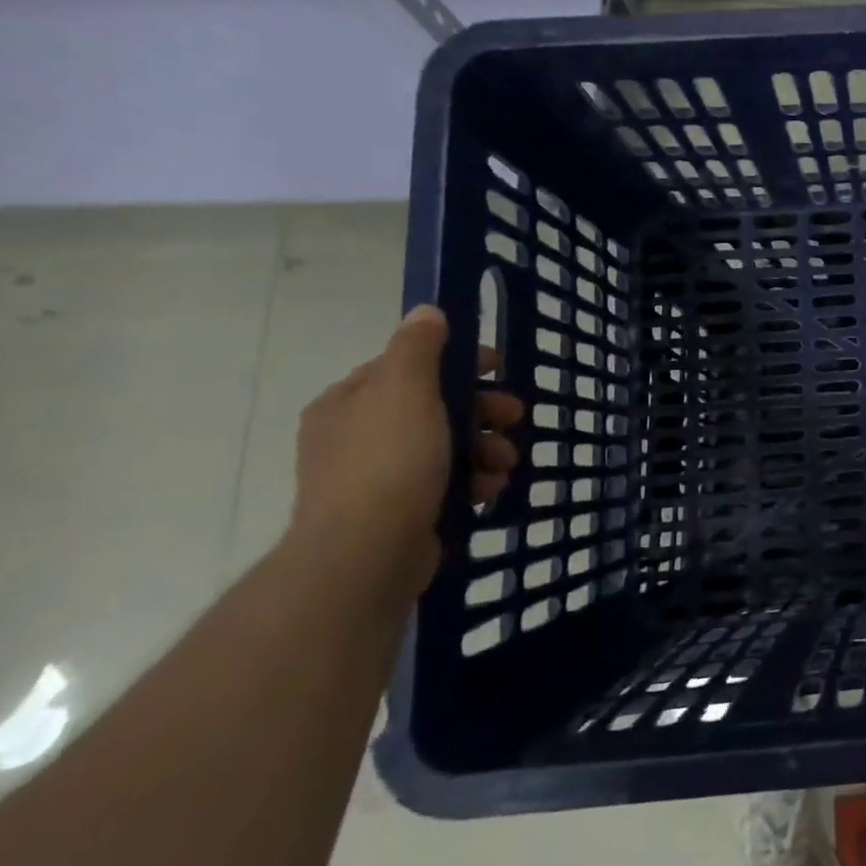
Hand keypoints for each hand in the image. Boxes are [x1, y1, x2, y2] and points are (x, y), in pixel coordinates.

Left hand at [283, 305, 522, 606]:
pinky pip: (448, 484)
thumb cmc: (389, 461)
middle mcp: (358, 436)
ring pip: (448, 447)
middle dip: (483, 411)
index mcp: (351, 402)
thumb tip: (426, 312)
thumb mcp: (405, 389)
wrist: (367, 554)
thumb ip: (418, 347)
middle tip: (514, 418)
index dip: (458, 362)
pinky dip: (473, 482)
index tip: (498, 368)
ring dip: (486, 449)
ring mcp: (378, 478)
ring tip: (505, 463)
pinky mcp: (401, 512)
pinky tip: (489, 490)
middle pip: (436, 408)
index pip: (409, 367)